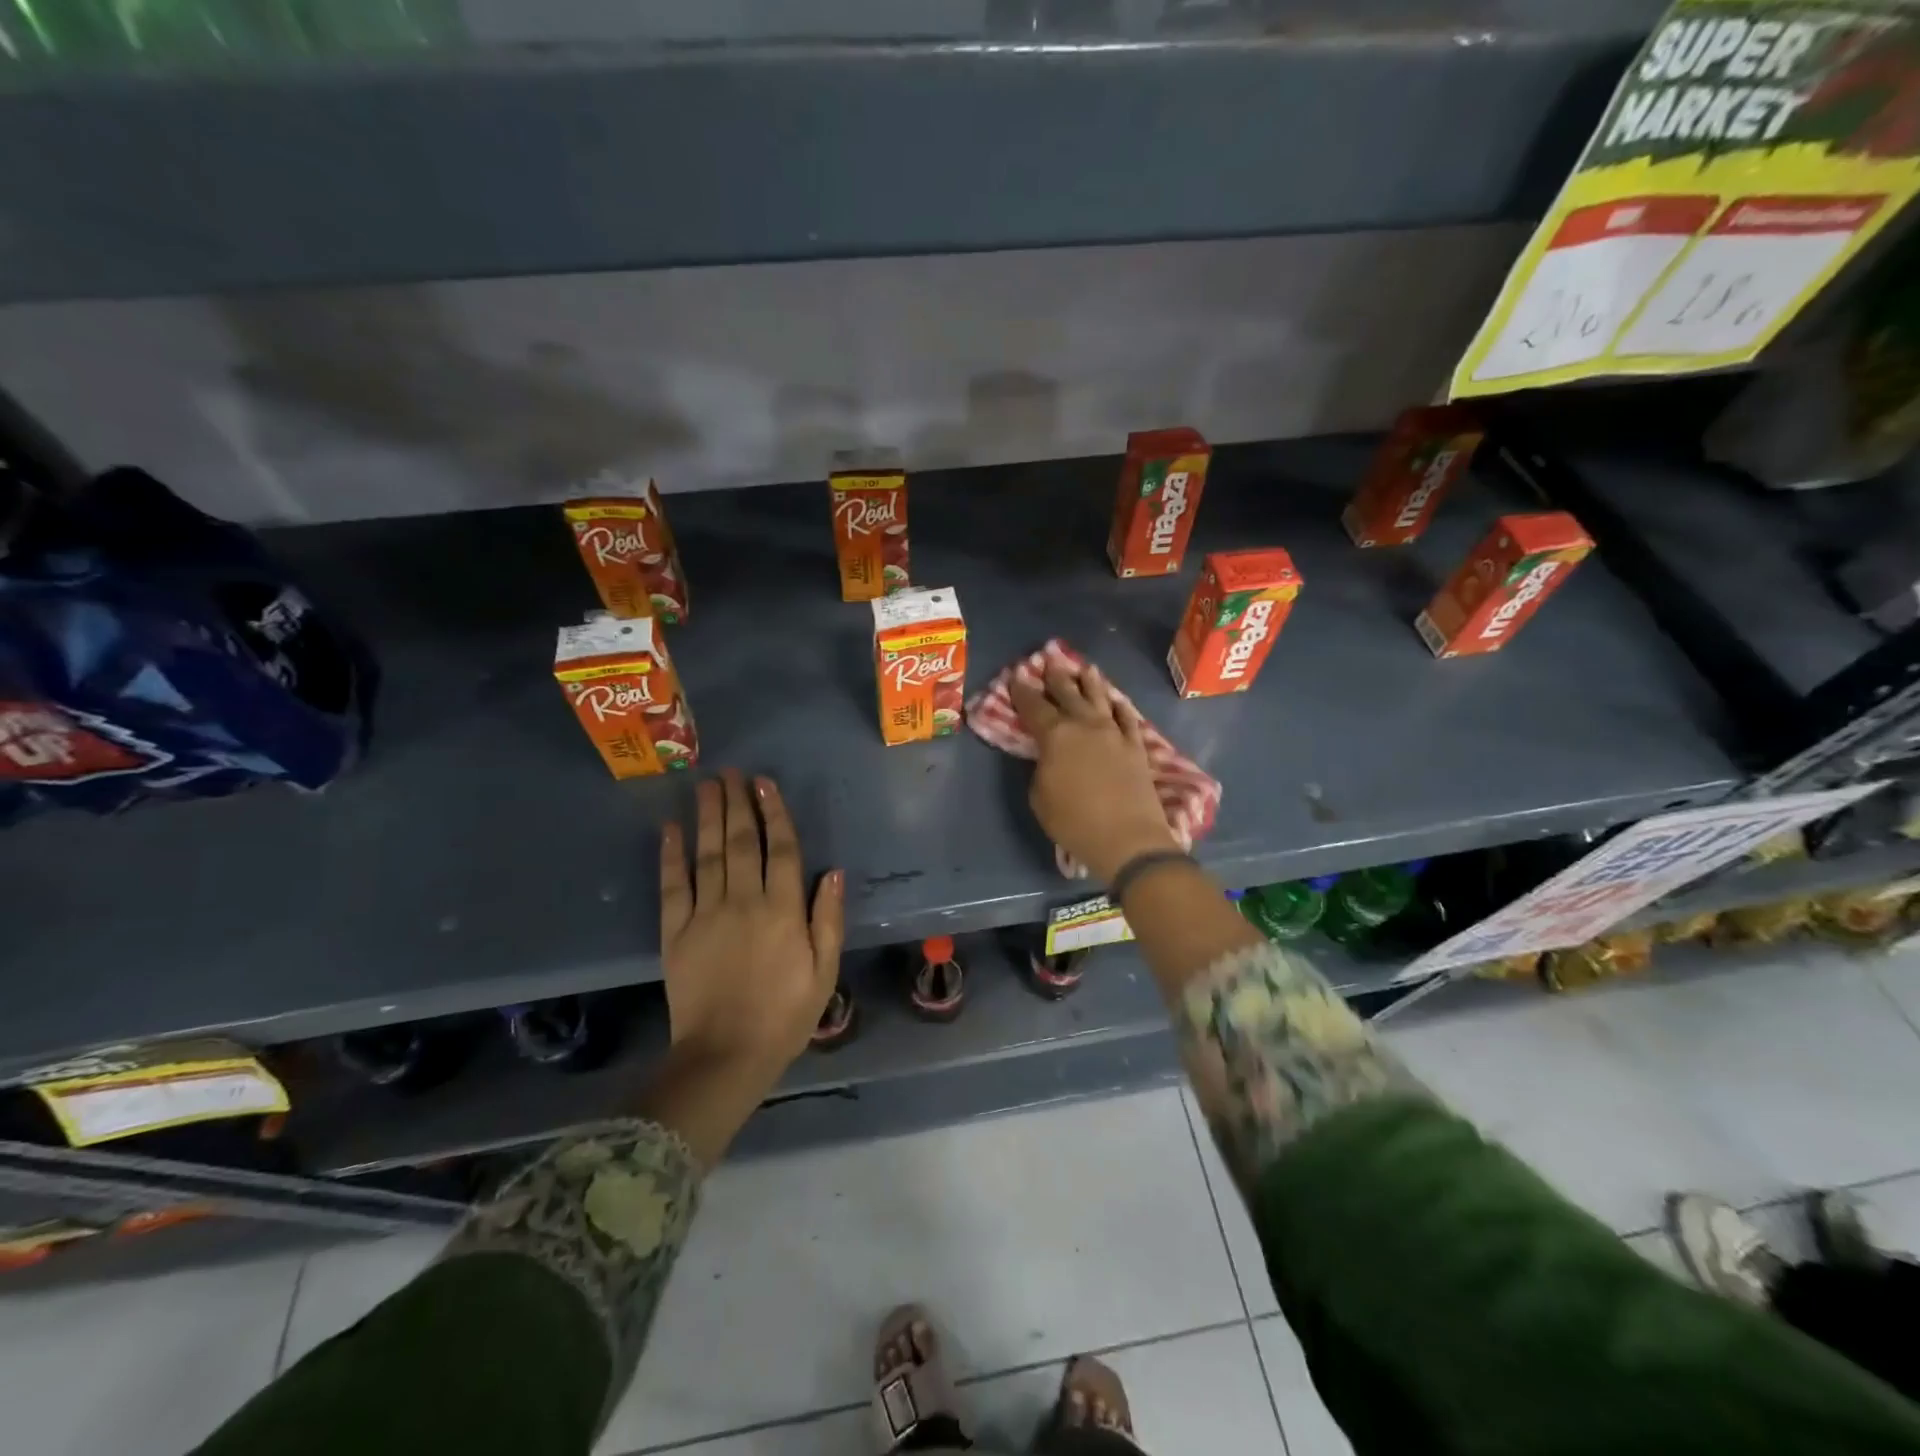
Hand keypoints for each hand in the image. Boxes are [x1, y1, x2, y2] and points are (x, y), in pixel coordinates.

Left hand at [659, 770, 843, 1085]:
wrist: (725, 1057)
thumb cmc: (785, 1016)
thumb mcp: (824, 972)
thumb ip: (828, 920)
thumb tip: (835, 873)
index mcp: (783, 911)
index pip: (782, 850)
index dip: (774, 813)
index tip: (765, 783)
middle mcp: (744, 902)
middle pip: (742, 842)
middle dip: (738, 803)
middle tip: (731, 771)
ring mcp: (705, 915)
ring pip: (708, 854)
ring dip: (708, 816)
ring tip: (706, 784)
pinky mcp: (675, 933)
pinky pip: (672, 885)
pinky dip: (670, 855)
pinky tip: (670, 828)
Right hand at [1011, 658, 1177, 883]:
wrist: (1127, 838)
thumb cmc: (1074, 821)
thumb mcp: (1040, 797)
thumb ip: (1041, 767)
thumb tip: (1049, 756)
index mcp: (1055, 735)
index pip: (1034, 705)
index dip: (1022, 690)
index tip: (1016, 676)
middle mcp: (1085, 725)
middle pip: (1068, 693)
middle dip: (1056, 677)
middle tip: (1050, 662)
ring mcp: (1114, 733)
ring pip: (1100, 698)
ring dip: (1090, 682)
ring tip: (1085, 669)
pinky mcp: (1136, 746)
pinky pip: (1127, 719)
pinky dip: (1120, 707)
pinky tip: (1117, 701)